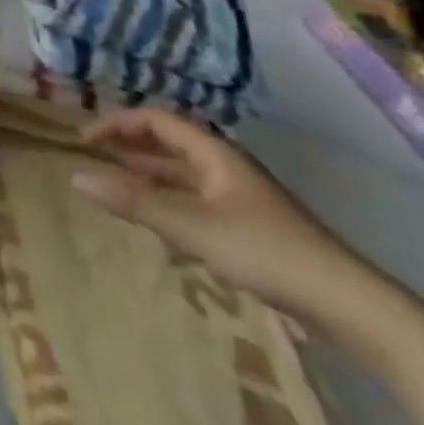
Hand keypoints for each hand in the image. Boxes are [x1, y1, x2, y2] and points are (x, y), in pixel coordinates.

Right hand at [69, 107, 374, 324]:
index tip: (83, 140)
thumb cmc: (265, 251)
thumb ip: (134, 201)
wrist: (347, 304)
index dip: (116, 123)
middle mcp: (224, 165)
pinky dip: (168, 203)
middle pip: (168, 143)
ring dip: (147, 175)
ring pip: (181, 174)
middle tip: (93, 157)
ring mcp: (238, 196)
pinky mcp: (248, 226)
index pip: (154, 120)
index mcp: (213, 152)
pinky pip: (194, 201)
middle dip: (129, 145)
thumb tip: (76, 176)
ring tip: (115, 185)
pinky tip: (157, 229)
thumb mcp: (192, 226)